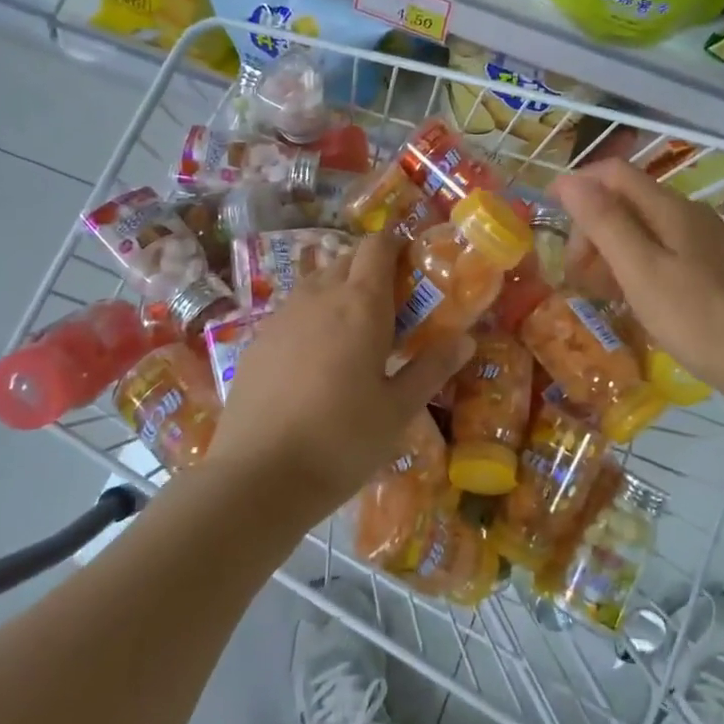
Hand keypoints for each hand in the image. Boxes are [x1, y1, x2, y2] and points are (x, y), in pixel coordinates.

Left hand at [207, 234, 471, 523]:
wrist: (257, 476)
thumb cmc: (341, 440)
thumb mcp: (398, 410)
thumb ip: (432, 368)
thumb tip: (466, 340)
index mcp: (360, 304)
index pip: (377, 246)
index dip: (396, 247)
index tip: (413, 269)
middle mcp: (319, 296)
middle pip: (347, 259)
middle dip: (371, 269)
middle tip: (393, 307)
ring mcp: (282, 315)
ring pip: (316, 282)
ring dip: (339, 290)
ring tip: (356, 332)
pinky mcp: (258, 339)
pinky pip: (293, 310)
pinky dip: (312, 316)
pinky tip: (317, 358)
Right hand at [551, 159, 723, 405]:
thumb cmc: (699, 317)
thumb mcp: (641, 270)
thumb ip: (605, 223)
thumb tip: (569, 180)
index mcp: (669, 207)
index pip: (612, 173)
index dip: (576, 186)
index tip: (548, 220)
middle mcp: (686, 214)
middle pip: (624, 201)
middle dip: (591, 229)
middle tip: (576, 275)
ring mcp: (702, 241)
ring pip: (641, 229)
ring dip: (609, 251)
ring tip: (597, 292)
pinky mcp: (710, 268)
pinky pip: (659, 252)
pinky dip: (634, 267)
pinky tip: (632, 300)